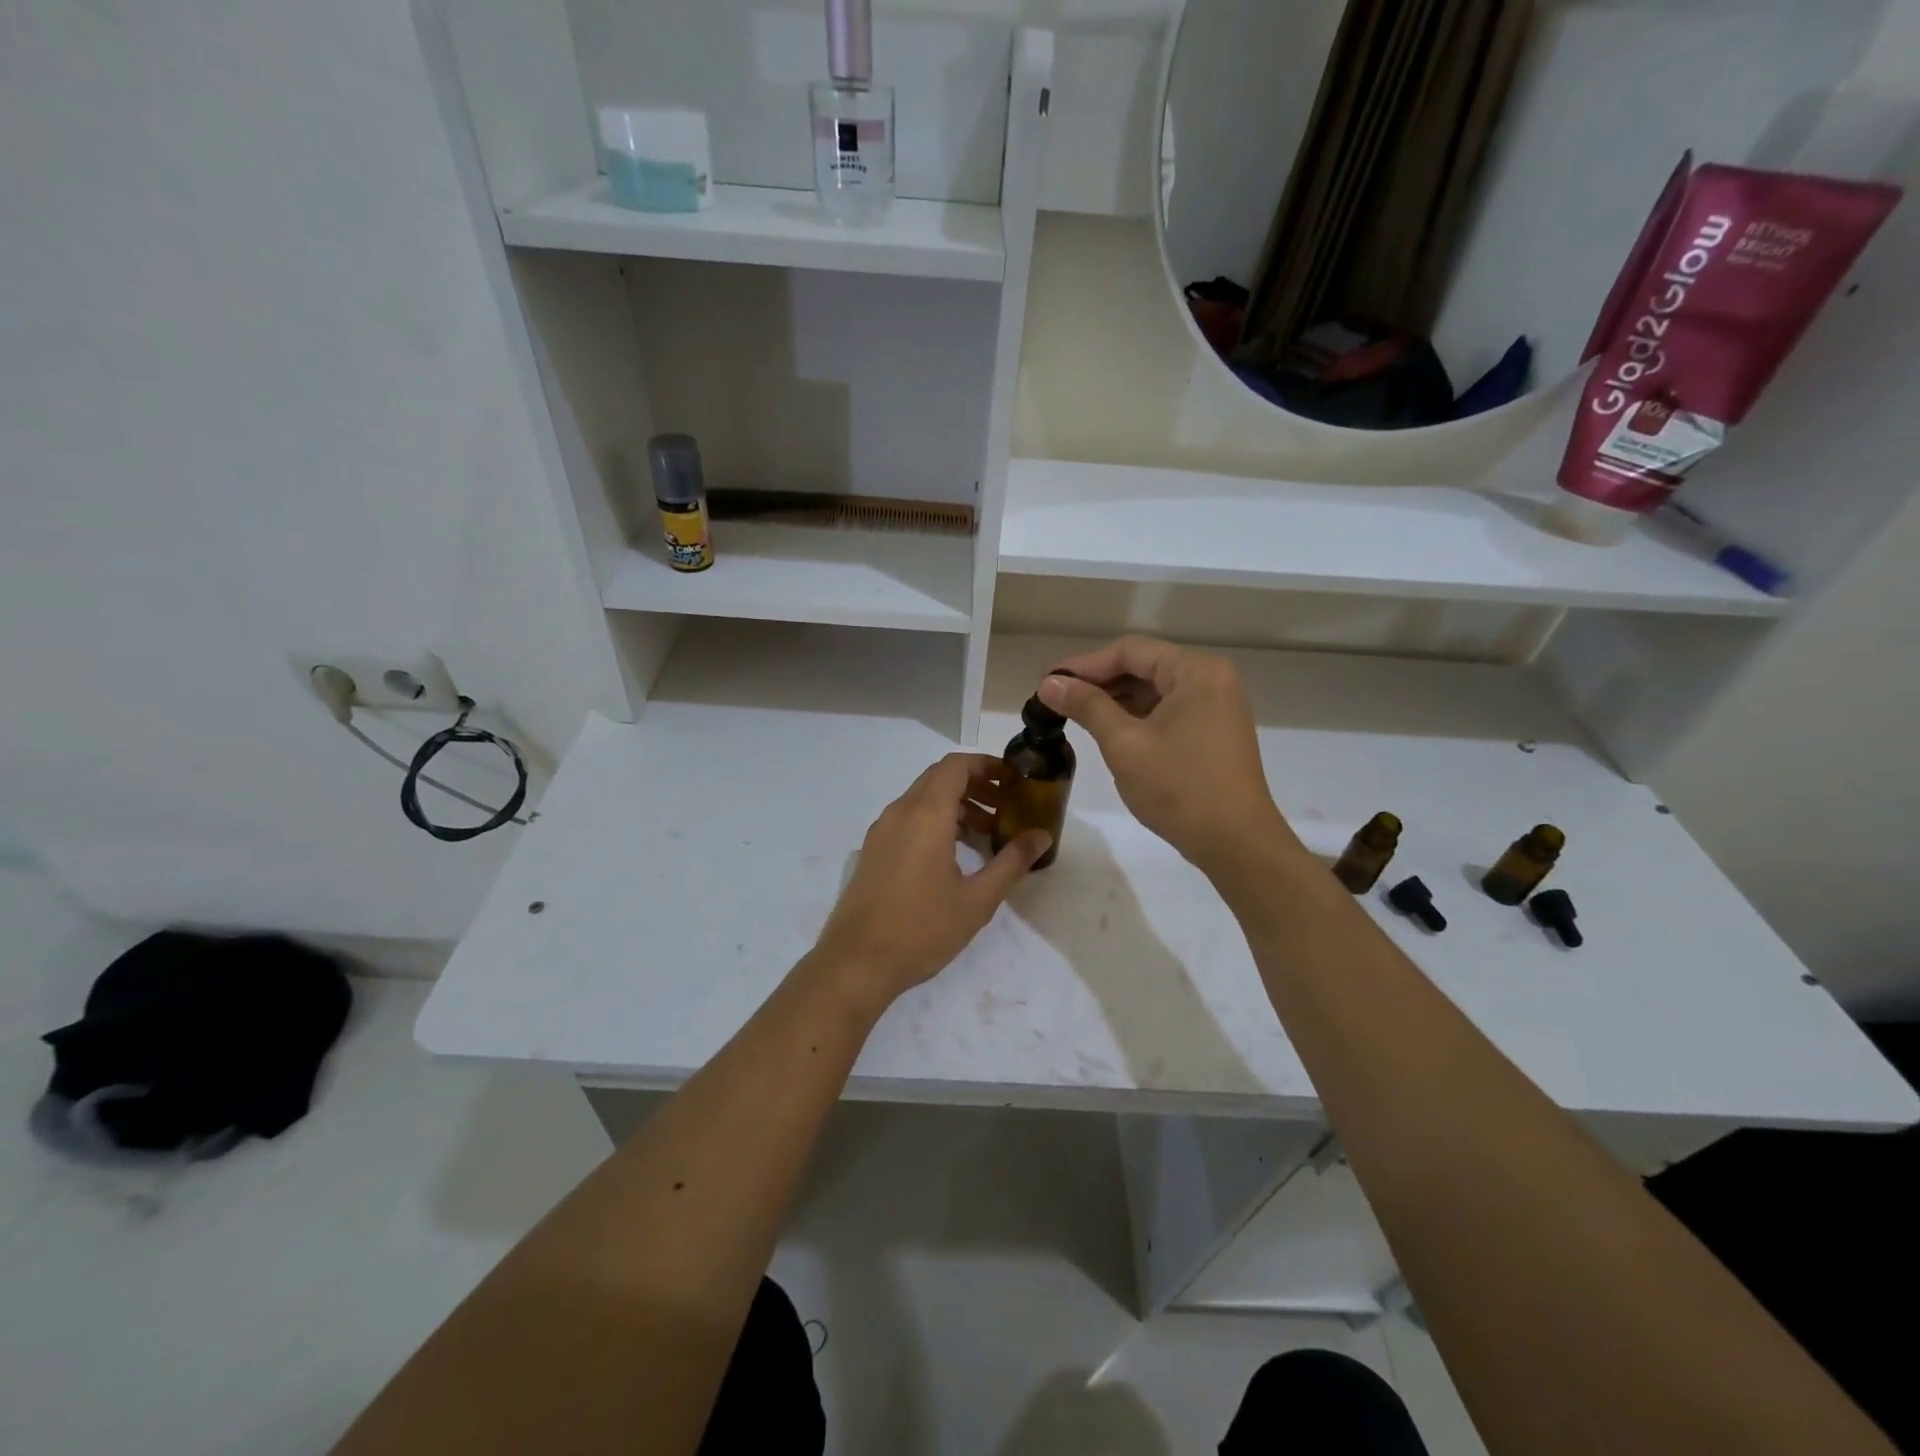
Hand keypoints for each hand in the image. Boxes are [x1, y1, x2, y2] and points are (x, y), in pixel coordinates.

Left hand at [810, 754, 1050, 1011]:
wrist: (857, 962)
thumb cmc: (922, 928)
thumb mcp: (977, 899)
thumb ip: (1012, 862)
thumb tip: (1041, 836)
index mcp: (926, 814)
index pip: (956, 766)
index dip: (987, 765)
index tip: (1013, 781)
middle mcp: (900, 812)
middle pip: (940, 779)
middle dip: (976, 785)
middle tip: (1007, 807)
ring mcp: (882, 831)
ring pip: (923, 800)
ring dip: (956, 806)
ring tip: (987, 834)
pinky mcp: (873, 851)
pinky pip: (908, 819)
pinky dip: (935, 822)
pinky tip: (954, 855)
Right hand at [1038, 636, 1295, 874]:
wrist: (1235, 843)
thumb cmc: (1179, 788)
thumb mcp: (1124, 743)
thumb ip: (1086, 706)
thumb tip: (1049, 682)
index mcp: (1196, 671)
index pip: (1130, 651)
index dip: (1084, 664)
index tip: (1047, 681)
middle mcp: (1211, 678)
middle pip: (1143, 666)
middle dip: (1098, 680)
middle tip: (1055, 697)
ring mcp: (1216, 705)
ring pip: (1154, 689)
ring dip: (1115, 698)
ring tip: (1074, 712)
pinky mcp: (1213, 730)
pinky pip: (1167, 710)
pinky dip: (1136, 715)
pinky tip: (1107, 727)